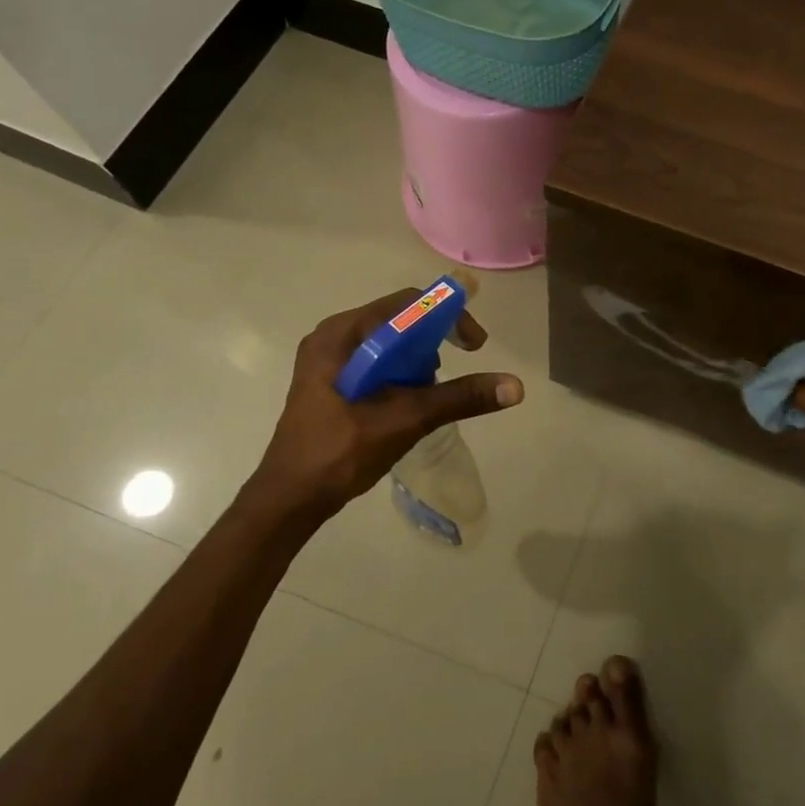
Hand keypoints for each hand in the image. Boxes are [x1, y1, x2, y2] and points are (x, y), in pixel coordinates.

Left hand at [244, 288, 524, 522]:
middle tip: (449, 376)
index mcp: (341, 334)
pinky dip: (401, 377)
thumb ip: (459, 398)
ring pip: (390, 345)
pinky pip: (378, 364)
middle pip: (399, 322)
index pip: (407, 304)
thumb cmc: (340, 452)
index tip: (475, 345)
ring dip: (417, 364)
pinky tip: (407, 406)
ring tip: (425, 398)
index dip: (447, 316)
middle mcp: (333, 338)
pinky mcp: (332, 384)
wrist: (288, 501)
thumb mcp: (405, 419)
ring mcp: (329, 362)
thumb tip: (515, 386)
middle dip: (432, 345)